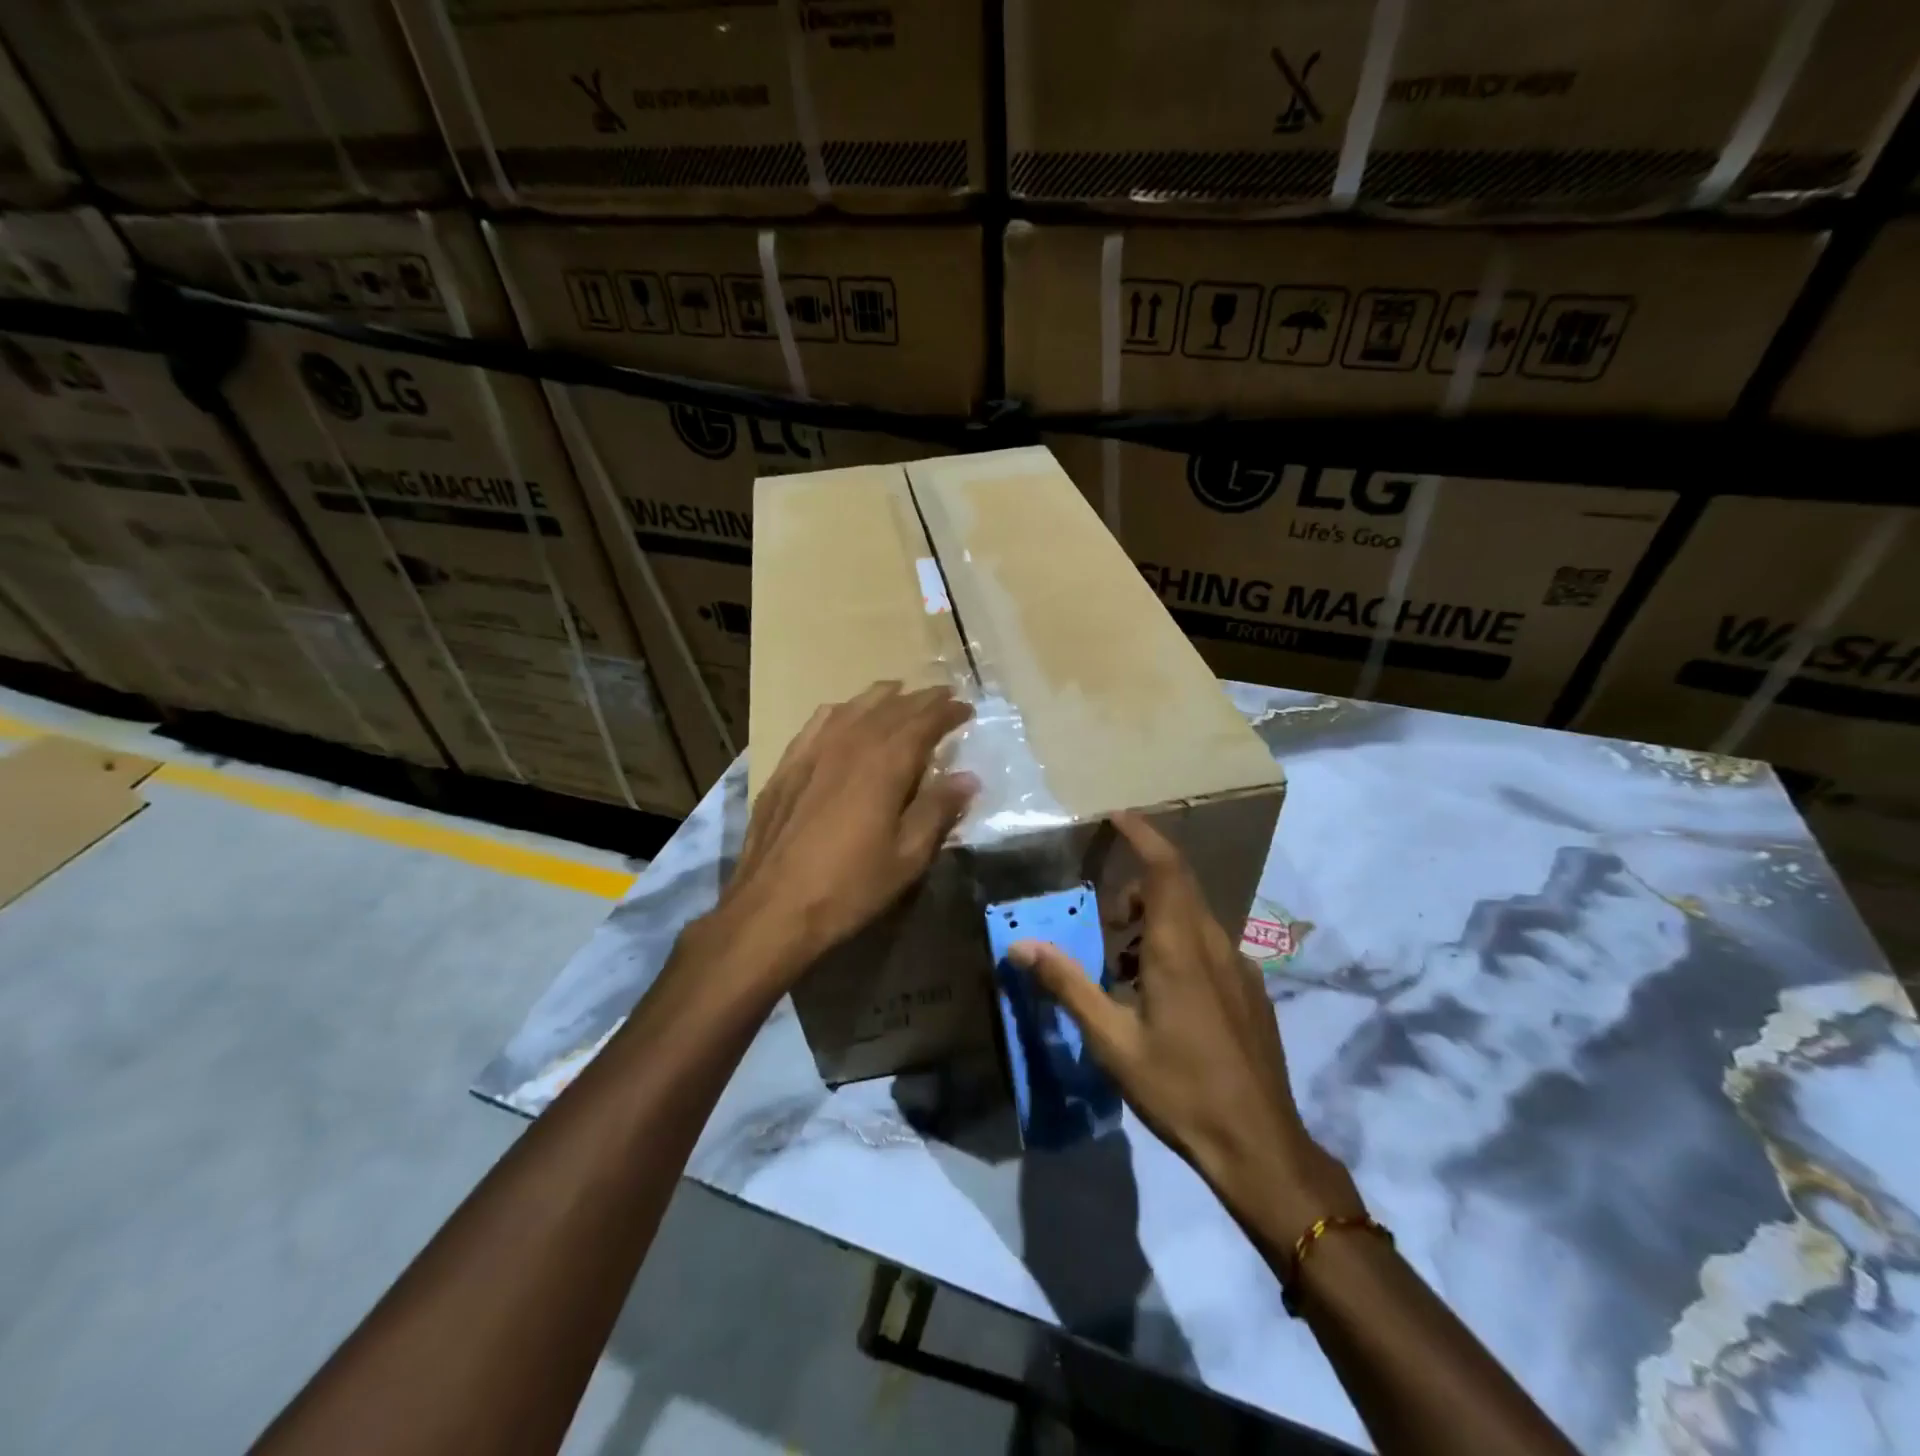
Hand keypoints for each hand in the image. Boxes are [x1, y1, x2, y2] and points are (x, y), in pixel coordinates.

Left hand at [707, 681, 977, 985]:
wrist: (773, 908)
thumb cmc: (850, 886)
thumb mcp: (907, 856)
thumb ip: (938, 810)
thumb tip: (968, 778)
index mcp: (885, 763)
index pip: (924, 721)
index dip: (947, 711)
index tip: (966, 708)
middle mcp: (850, 743)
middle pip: (891, 708)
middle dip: (920, 700)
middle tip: (942, 697)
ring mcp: (813, 751)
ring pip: (853, 708)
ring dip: (882, 698)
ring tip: (899, 694)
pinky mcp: (787, 766)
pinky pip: (818, 723)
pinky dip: (841, 711)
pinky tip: (844, 715)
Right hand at [1010, 813, 1360, 1248]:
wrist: (1259, 1145)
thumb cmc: (1179, 1088)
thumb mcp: (1111, 1040)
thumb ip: (1067, 985)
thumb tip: (1020, 945)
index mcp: (1180, 948)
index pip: (1164, 868)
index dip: (1142, 834)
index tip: (1117, 815)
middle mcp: (1215, 945)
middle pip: (1178, 887)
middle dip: (1139, 883)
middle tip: (1105, 914)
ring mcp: (1240, 968)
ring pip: (1194, 918)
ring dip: (1156, 919)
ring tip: (1123, 962)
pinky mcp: (1251, 992)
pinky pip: (1210, 946)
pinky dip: (1178, 944)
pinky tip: (1161, 994)